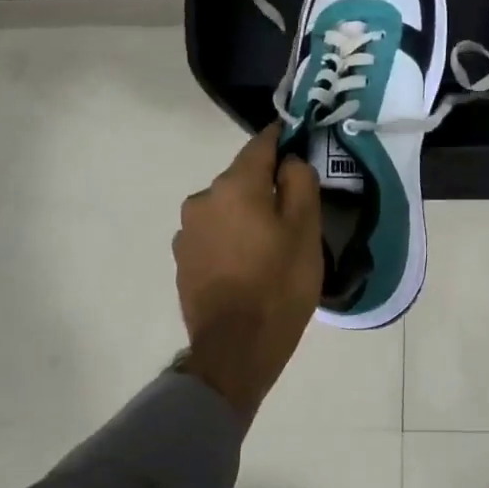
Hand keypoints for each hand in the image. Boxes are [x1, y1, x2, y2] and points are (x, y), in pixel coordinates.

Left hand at [174, 126, 322, 415]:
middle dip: (266, 185)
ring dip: (246, 214)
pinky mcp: (182, 260)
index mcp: (234, 186)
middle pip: (242, 179)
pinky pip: (214, 234)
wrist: (235, 348)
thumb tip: (288, 160)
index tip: (298, 139)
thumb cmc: (279, 284)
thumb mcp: (306, 230)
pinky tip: (248, 263)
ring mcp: (187, 231)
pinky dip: (232, 238)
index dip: (282, 139)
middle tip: (295, 209)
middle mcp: (203, 199)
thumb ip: (299, 182)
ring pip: (226, 208)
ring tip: (270, 243)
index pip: (260, 144)